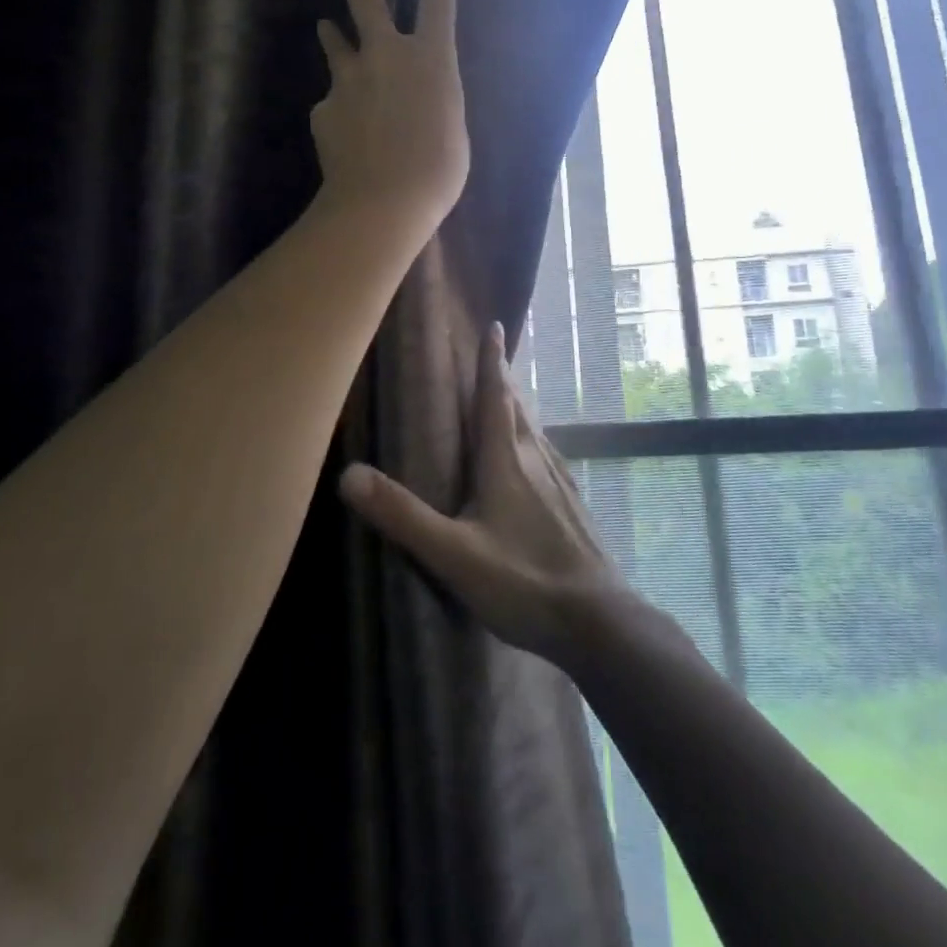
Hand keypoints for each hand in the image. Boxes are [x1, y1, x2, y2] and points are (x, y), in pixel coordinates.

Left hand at [312, 0, 468, 236]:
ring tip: (327, 27)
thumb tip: (421, 89)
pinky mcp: (323, 107)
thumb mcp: (453, 125)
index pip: (437, 0)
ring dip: (334, 34)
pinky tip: (348, 135)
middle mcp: (385, 53)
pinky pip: (333, 102)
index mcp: (429, 56)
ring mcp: (348, 78)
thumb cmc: (437, 170)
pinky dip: (340, 110)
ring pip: (336, 42)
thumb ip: (435, 94)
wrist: (382, 202)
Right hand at [339, 323, 630, 664]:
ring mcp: (559, 482)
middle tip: (492, 354)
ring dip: (517, 407)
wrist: (598, 620)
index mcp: (505, 461)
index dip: (492, 360)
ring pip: (533, 430)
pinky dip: (530, 439)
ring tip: (506, 398)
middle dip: (502, 378)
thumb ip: (402, 516)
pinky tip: (531, 458)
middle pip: (516, 407)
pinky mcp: (572, 504)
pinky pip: (546, 455)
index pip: (496, 397)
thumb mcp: (452, 553)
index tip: (494, 325)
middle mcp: (535, 460)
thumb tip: (348, 475)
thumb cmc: (522, 581)